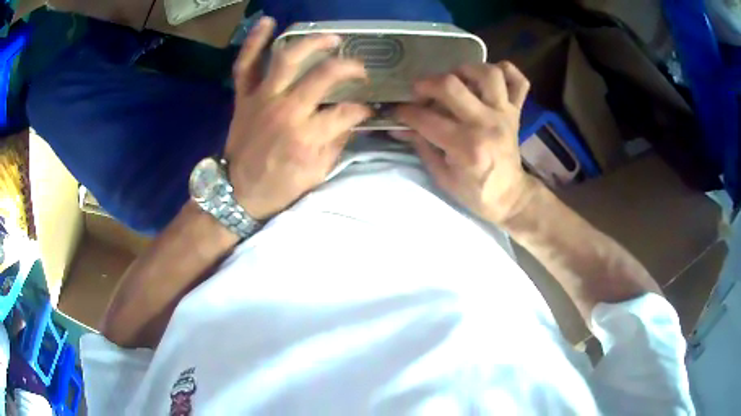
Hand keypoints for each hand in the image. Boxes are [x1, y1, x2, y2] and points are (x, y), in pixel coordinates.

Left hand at [224, 17, 370, 219]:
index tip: (368, 109)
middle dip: (349, 68)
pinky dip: (254, 42)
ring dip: (312, 42)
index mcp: (307, 136)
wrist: (236, 193)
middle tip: (359, 71)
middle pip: (324, 75)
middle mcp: (286, 110)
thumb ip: (336, 144)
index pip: (347, 111)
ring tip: (331, 38)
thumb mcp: (316, 175)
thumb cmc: (278, 187)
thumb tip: (351, 120)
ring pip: (287, 58)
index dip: (362, 109)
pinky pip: (245, 64)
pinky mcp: (244, 97)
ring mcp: (262, 98)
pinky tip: (268, 22)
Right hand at [394, 62, 536, 224]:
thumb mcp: (442, 175)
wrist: (509, 197)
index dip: (404, 112)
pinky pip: (518, 81)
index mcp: (466, 147)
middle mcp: (486, 124)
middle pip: (451, 85)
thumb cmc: (474, 192)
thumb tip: (399, 127)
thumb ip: (421, 146)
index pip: (426, 118)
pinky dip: (505, 71)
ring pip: (488, 74)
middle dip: (426, 84)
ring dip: (465, 70)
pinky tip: (487, 79)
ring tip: (455, 81)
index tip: (397, 112)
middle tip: (419, 92)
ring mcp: (504, 114)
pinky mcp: (516, 111)